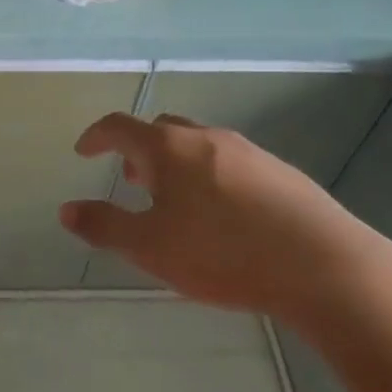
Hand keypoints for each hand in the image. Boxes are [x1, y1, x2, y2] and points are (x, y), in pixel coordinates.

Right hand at [59, 113, 391, 329]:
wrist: (324, 265)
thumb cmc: (223, 253)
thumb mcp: (150, 247)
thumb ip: (104, 226)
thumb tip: (67, 209)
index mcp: (168, 149)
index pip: (120, 126)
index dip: (96, 136)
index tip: (83, 150)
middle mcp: (206, 138)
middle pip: (161, 129)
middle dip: (138, 150)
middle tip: (130, 180)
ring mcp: (248, 151)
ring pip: (198, 145)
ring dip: (175, 163)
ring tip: (174, 201)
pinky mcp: (281, 172)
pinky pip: (229, 162)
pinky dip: (208, 174)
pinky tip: (222, 214)